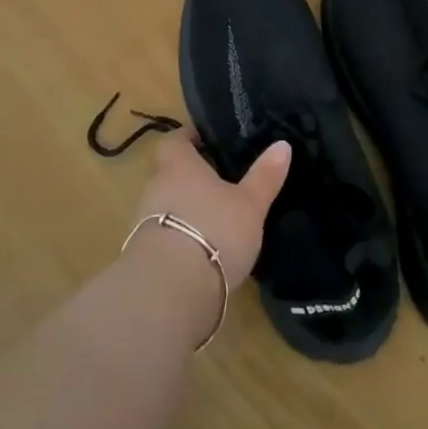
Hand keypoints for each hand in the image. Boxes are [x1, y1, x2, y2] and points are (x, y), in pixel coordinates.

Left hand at [131, 128, 290, 291]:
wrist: (170, 291)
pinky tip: (205, 250)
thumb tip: (282, 144)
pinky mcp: (144, 255)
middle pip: (172, 172)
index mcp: (178, 164)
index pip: (176, 139)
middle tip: (225, 181)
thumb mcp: (250, 203)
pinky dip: (183, 237)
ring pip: (169, 204)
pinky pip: (166, 234)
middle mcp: (156, 186)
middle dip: (194, 176)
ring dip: (188, 209)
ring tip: (219, 218)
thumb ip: (265, 175)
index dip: (192, 137)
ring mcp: (145, 222)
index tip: (212, 141)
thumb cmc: (213, 230)